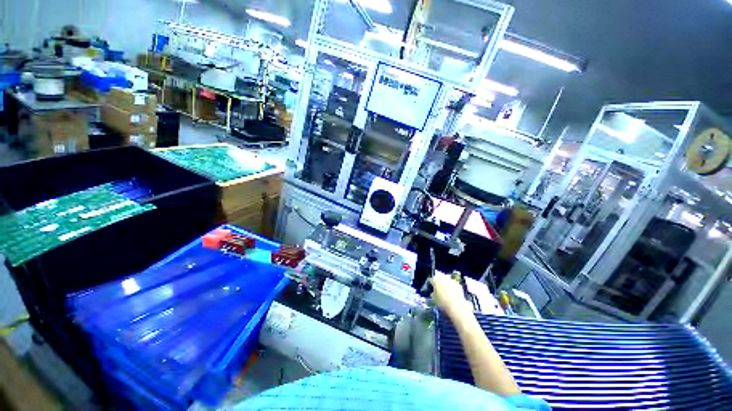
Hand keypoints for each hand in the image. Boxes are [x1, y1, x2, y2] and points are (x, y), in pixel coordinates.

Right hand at [431, 272, 471, 318]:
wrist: (456, 306)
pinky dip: (452, 288)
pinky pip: (453, 285)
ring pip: (447, 281)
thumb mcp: (434, 298)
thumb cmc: (442, 302)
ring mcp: (451, 280)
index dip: (432, 285)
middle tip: (439, 291)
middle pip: (440, 279)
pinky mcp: (458, 284)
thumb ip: (434, 292)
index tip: (432, 290)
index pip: (432, 280)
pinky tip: (453, 295)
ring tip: (447, 293)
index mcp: (435, 279)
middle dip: (440, 283)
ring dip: (446, 285)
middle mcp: (443, 277)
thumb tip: (435, 292)